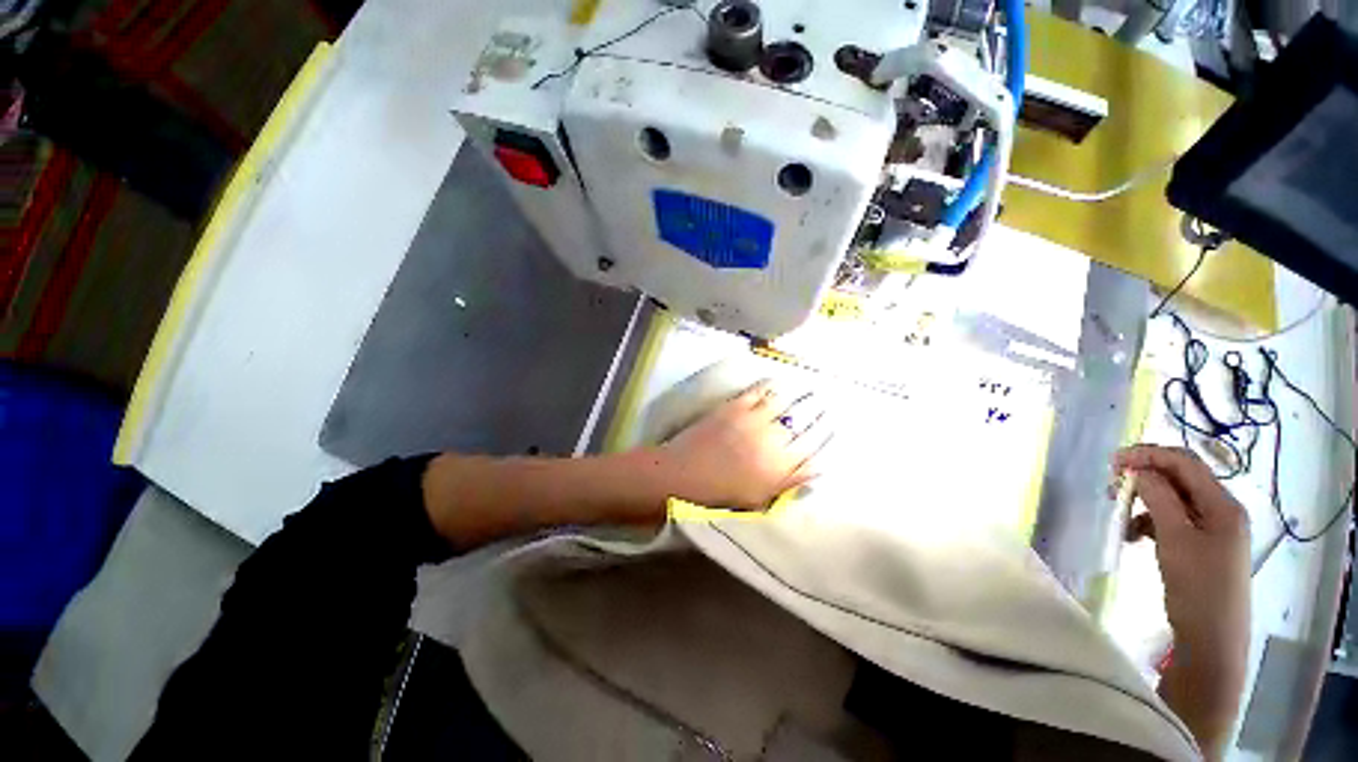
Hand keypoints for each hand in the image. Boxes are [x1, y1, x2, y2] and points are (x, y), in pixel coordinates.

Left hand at [657, 380, 833, 509]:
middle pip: (803, 421)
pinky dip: (771, 385)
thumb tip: (819, 468)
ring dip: (801, 394)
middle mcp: (771, 441)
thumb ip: (790, 483)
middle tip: (826, 403)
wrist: (681, 474)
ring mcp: (752, 420)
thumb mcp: (759, 499)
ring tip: (810, 388)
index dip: (825, 434)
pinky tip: (779, 381)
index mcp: (778, 468)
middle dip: (818, 411)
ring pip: (785, 402)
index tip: (833, 424)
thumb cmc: (719, 494)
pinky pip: (758, 392)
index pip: (812, 447)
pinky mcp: (734, 407)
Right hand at [1114, 445, 1250, 651]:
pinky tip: (1132, 535)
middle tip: (1111, 487)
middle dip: (1144, 477)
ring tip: (1119, 518)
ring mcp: (1212, 529)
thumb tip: (1138, 469)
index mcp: (1223, 505)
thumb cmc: (1197, 587)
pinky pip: (1172, 520)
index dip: (1149, 455)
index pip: (1185, 463)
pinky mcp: (1201, 545)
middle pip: (1180, 479)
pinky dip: (1149, 521)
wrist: (1212, 639)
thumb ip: (1158, 498)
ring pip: (1172, 500)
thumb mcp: (1175, 539)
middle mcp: (1221, 510)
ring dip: (1143, 502)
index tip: (1112, 461)